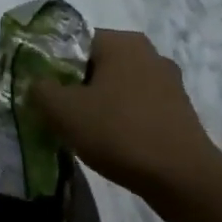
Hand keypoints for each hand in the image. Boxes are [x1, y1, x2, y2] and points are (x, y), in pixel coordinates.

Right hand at [29, 29, 221, 219]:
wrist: (184, 180)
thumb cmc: (119, 133)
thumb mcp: (62, 110)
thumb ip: (39, 88)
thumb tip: (37, 84)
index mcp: (121, 41)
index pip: (72, 41)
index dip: (50, 65)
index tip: (40, 91)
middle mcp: (147, 53)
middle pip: (94, 63)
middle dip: (73, 85)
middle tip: (56, 111)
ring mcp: (168, 82)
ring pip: (116, 85)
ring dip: (97, 103)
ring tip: (81, 130)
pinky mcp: (179, 110)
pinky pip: (136, 106)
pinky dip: (120, 118)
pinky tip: (110, 142)